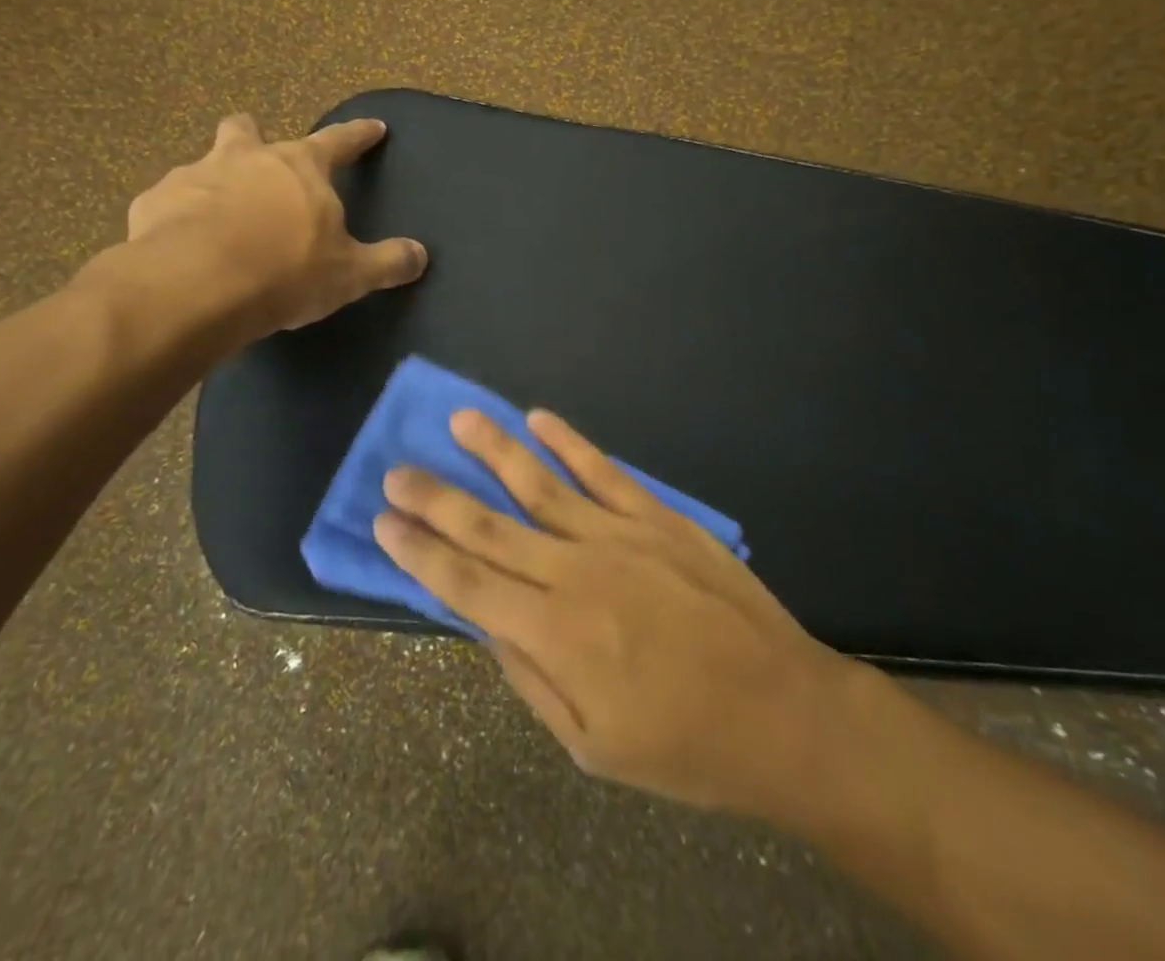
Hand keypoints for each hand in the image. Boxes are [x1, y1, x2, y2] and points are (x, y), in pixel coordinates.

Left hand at [121, 113, 426, 337]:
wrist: (195, 287)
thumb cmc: (285, 271)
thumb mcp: (349, 274)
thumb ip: (387, 262)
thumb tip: (421, 256)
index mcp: (299, 167)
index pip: (339, 141)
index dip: (359, 135)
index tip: (373, 127)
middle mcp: (246, 158)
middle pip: (249, 131)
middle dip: (254, 138)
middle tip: (260, 160)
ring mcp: (194, 175)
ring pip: (204, 163)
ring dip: (214, 181)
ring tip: (218, 215)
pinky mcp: (153, 202)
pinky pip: (168, 202)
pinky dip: (178, 216)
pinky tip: (180, 244)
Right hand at [373, 409, 861, 816]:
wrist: (781, 710)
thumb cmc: (684, 745)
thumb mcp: (592, 746)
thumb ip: (531, 679)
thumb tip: (485, 623)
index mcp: (555, 635)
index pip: (468, 585)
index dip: (421, 553)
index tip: (384, 522)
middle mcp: (576, 573)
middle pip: (490, 527)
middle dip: (438, 497)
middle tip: (398, 469)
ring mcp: (618, 536)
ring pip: (541, 484)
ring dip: (495, 450)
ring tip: (459, 419)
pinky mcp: (657, 517)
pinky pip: (603, 471)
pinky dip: (569, 442)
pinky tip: (539, 418)